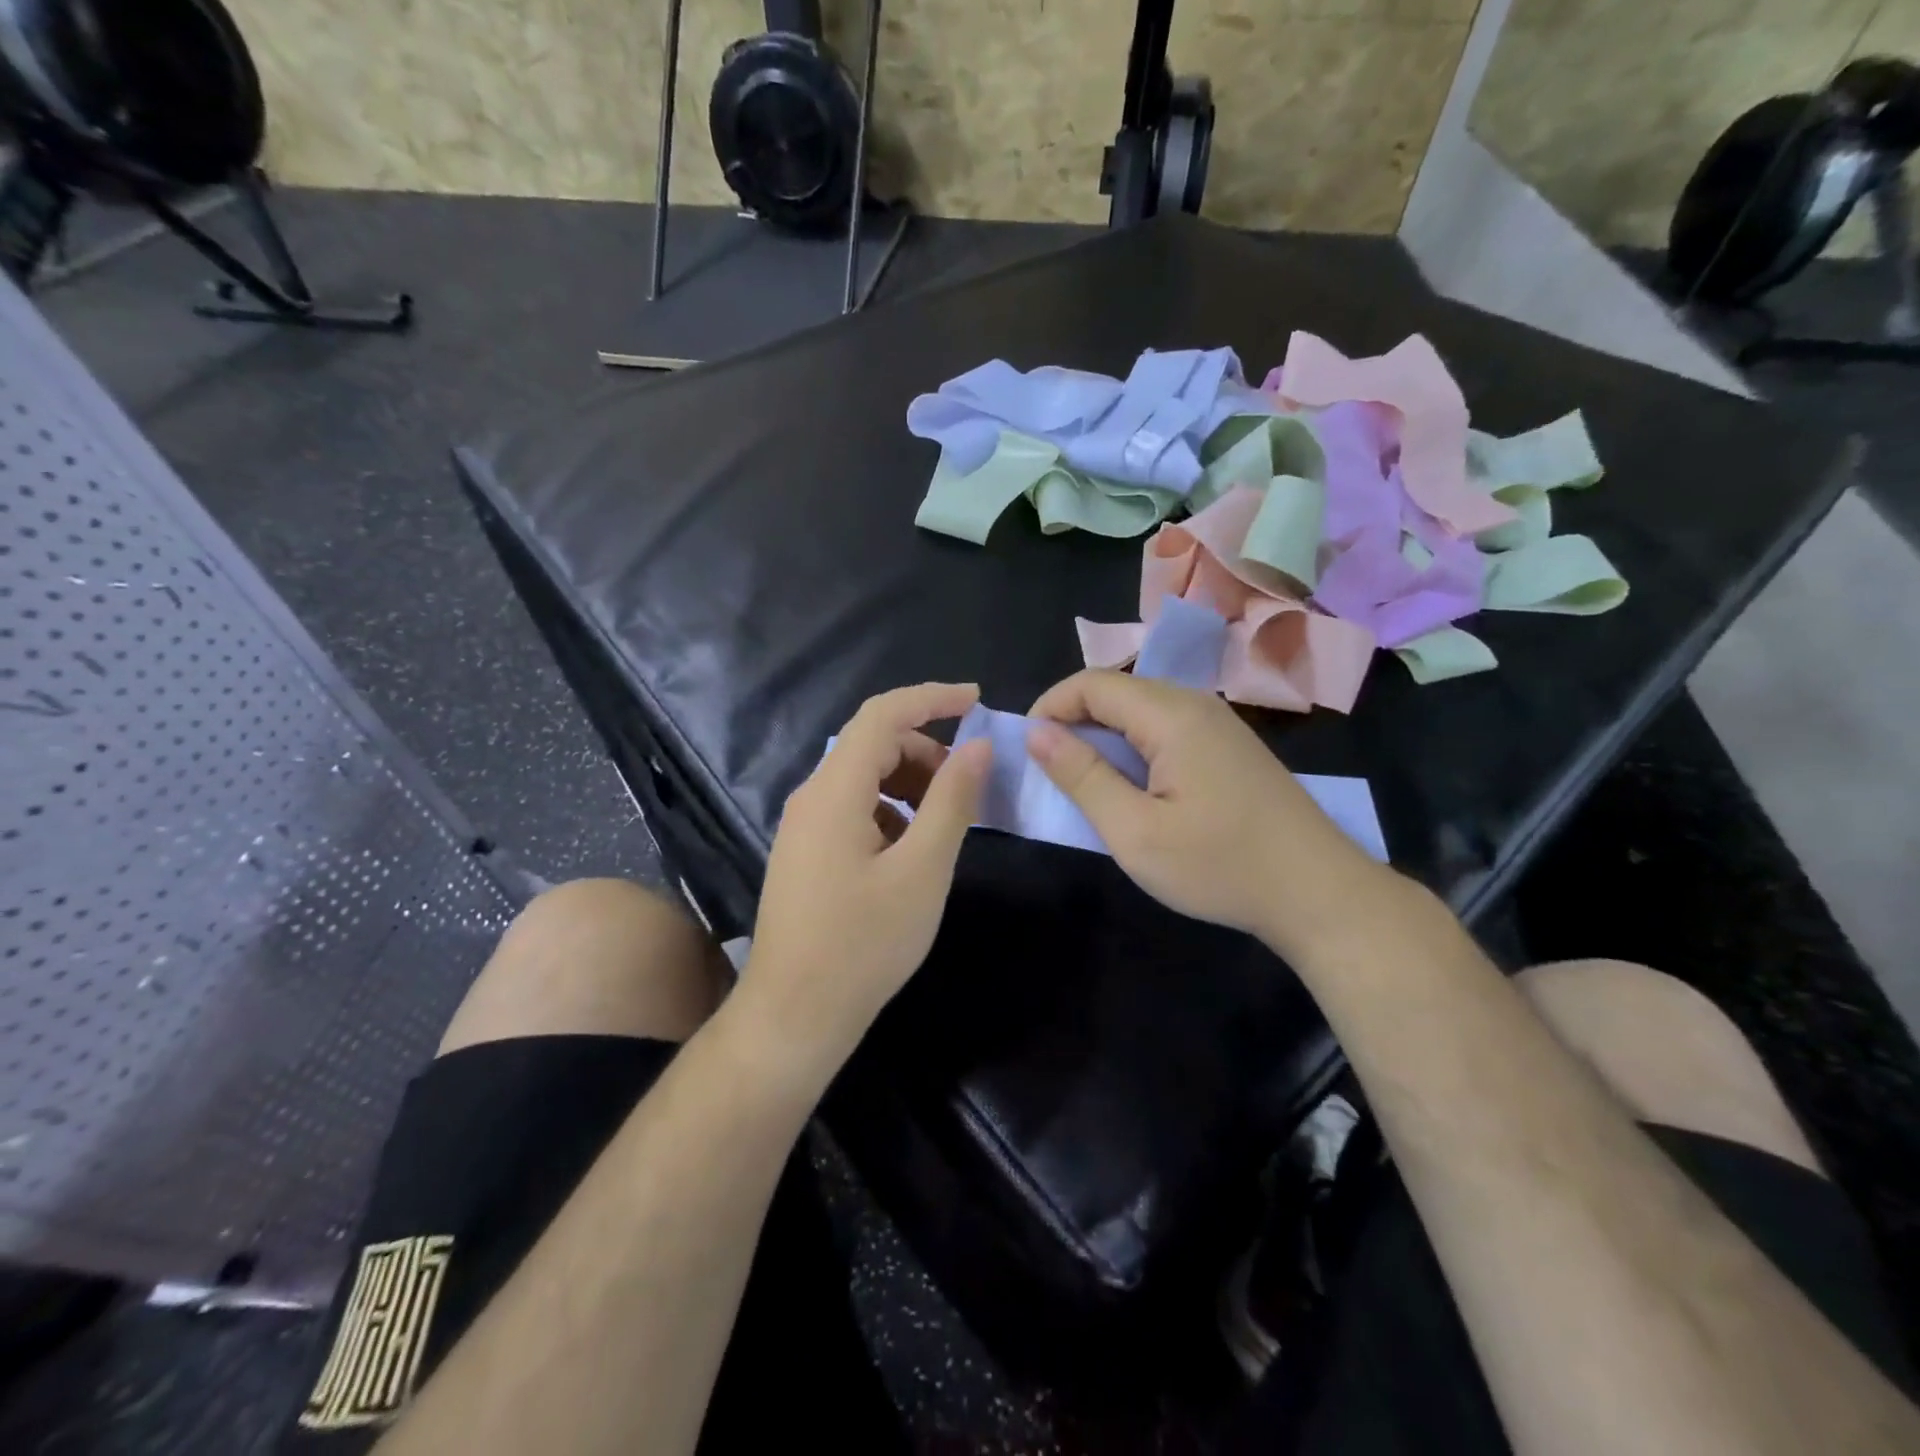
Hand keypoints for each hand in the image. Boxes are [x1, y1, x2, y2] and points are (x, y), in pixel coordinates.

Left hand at [744, 683, 990, 1073]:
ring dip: (910, 783)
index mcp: (834, 790)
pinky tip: (910, 851)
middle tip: (968, 786)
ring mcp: (803, 826)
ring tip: (944, 823)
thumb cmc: (864, 943)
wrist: (795, 1014)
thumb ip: (952, 800)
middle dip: (926, 751)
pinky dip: (890, 811)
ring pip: (864, 778)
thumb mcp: (923, 869)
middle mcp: (811, 796)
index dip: (932, 698)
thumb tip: (977, 745)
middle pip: (873, 744)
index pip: (883, 714)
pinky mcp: (806, 852)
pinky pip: (853, 808)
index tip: (977, 700)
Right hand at [1027, 671, 1388, 955]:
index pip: (1092, 683)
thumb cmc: (1220, 866)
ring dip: (1103, 737)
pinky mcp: (1229, 747)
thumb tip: (1036, 732)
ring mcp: (1218, 724)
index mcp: (1171, 714)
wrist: (1319, 893)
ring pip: (1141, 710)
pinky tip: (1134, 788)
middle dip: (1073, 721)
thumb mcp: (1135, 831)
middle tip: (1051, 772)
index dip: (1050, 707)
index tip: (1027, 750)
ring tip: (1085, 783)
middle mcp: (1196, 704)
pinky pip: (1166, 728)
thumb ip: (1082, 776)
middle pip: (1117, 691)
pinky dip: (1134, 748)